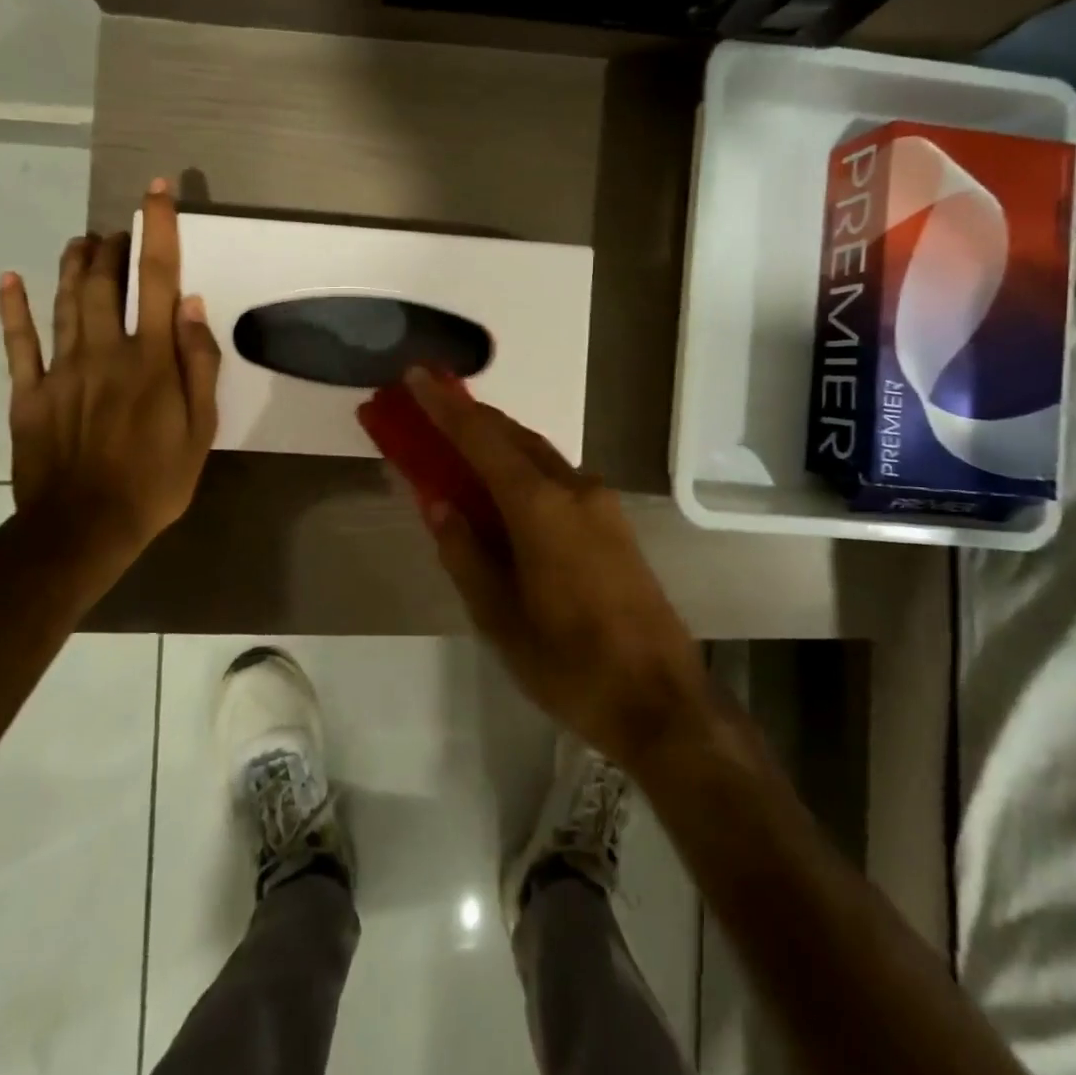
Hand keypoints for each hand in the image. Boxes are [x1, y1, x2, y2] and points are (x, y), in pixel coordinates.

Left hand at [0, 181, 220, 555]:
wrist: (83, 529)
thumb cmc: (156, 480)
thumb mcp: (201, 429)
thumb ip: (199, 365)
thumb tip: (192, 308)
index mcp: (151, 359)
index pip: (158, 281)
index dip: (159, 231)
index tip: (157, 192)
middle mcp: (105, 351)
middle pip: (104, 282)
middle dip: (114, 245)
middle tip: (120, 227)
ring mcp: (61, 370)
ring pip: (64, 302)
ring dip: (73, 264)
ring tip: (82, 238)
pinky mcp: (28, 393)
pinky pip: (19, 343)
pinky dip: (14, 309)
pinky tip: (11, 279)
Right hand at [404, 370, 711, 770]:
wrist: (659, 697)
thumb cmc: (568, 663)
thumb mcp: (498, 617)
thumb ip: (464, 552)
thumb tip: (438, 503)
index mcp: (540, 507)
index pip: (482, 440)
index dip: (445, 407)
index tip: (416, 377)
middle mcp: (574, 489)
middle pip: (514, 437)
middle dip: (470, 418)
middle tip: (430, 408)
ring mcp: (601, 503)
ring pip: (539, 455)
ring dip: (498, 443)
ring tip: (459, 447)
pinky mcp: (614, 522)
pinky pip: (558, 478)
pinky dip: (523, 470)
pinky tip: (505, 492)